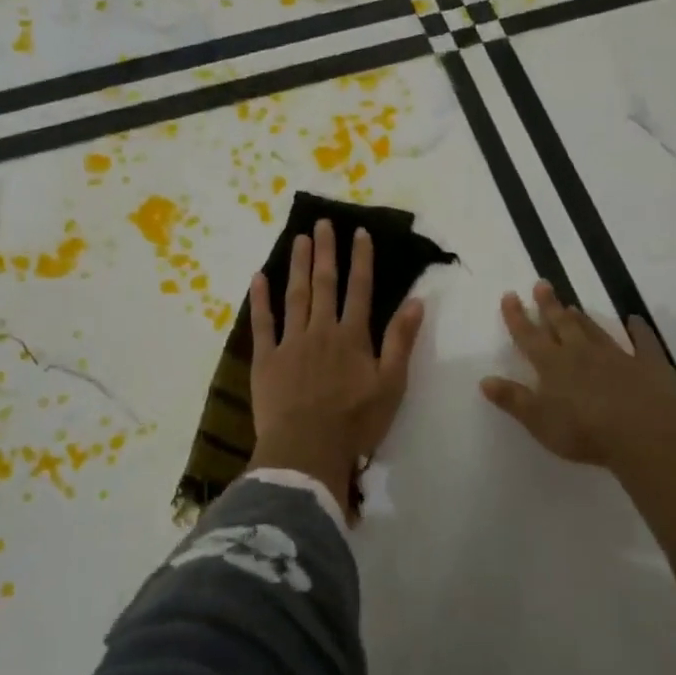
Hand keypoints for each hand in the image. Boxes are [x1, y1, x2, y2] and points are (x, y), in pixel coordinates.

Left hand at [248, 220, 425, 514]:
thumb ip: (400, 341)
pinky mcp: (266, 359)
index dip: (361, 259)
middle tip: (322, 224)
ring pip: (295, 296)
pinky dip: (260, 299)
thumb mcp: (391, 385)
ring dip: (298, 266)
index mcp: (352, 337)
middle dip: (325, 252)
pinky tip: (258, 277)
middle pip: (325, 284)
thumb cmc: (355, 423)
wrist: (306, 450)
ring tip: (299, 240)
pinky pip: (263, 323)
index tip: (359, 232)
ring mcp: (291, 342)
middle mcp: (321, 331)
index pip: (360, 289)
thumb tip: (416, 301)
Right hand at [480, 281, 675, 471]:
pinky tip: (636, 320)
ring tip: (573, 305)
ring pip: (594, 330)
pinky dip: (639, 330)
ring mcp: (616, 356)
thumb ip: (513, 399)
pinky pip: (643, 342)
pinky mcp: (648, 365)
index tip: (510, 295)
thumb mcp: (538, 420)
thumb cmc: (583, 431)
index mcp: (553, 365)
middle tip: (542, 284)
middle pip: (562, 324)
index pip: (529, 336)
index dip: (517, 316)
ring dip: (582, 318)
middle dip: (549, 305)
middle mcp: (581, 353)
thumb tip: (484, 380)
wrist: (642, 434)